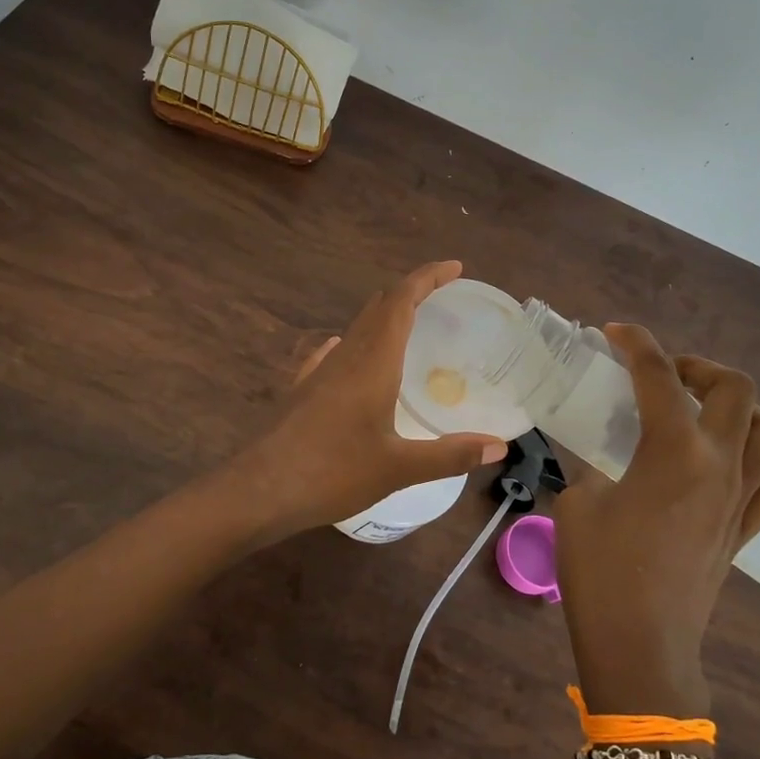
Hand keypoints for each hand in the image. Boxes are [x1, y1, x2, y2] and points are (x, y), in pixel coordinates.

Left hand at [229, 261, 508, 539]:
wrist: (260, 491)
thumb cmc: (333, 473)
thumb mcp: (399, 468)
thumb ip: (450, 455)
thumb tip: (499, 447)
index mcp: (372, 362)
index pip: (401, 301)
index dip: (427, 278)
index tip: (454, 267)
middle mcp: (345, 356)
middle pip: (379, 308)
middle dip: (411, 293)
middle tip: (442, 297)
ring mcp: (319, 372)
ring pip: (356, 329)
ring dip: (384, 317)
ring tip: (410, 326)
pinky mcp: (302, 390)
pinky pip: (333, 354)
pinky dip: (354, 344)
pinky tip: (351, 357)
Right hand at [554, 324, 759, 716]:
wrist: (640, 646)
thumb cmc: (600, 572)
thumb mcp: (576, 503)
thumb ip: (590, 466)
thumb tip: (595, 454)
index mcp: (674, 451)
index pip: (658, 376)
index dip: (636, 343)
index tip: (615, 333)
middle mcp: (719, 465)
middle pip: (735, 389)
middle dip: (699, 366)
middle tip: (663, 375)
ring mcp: (741, 498)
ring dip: (740, 407)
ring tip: (703, 411)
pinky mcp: (746, 529)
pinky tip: (733, 458)